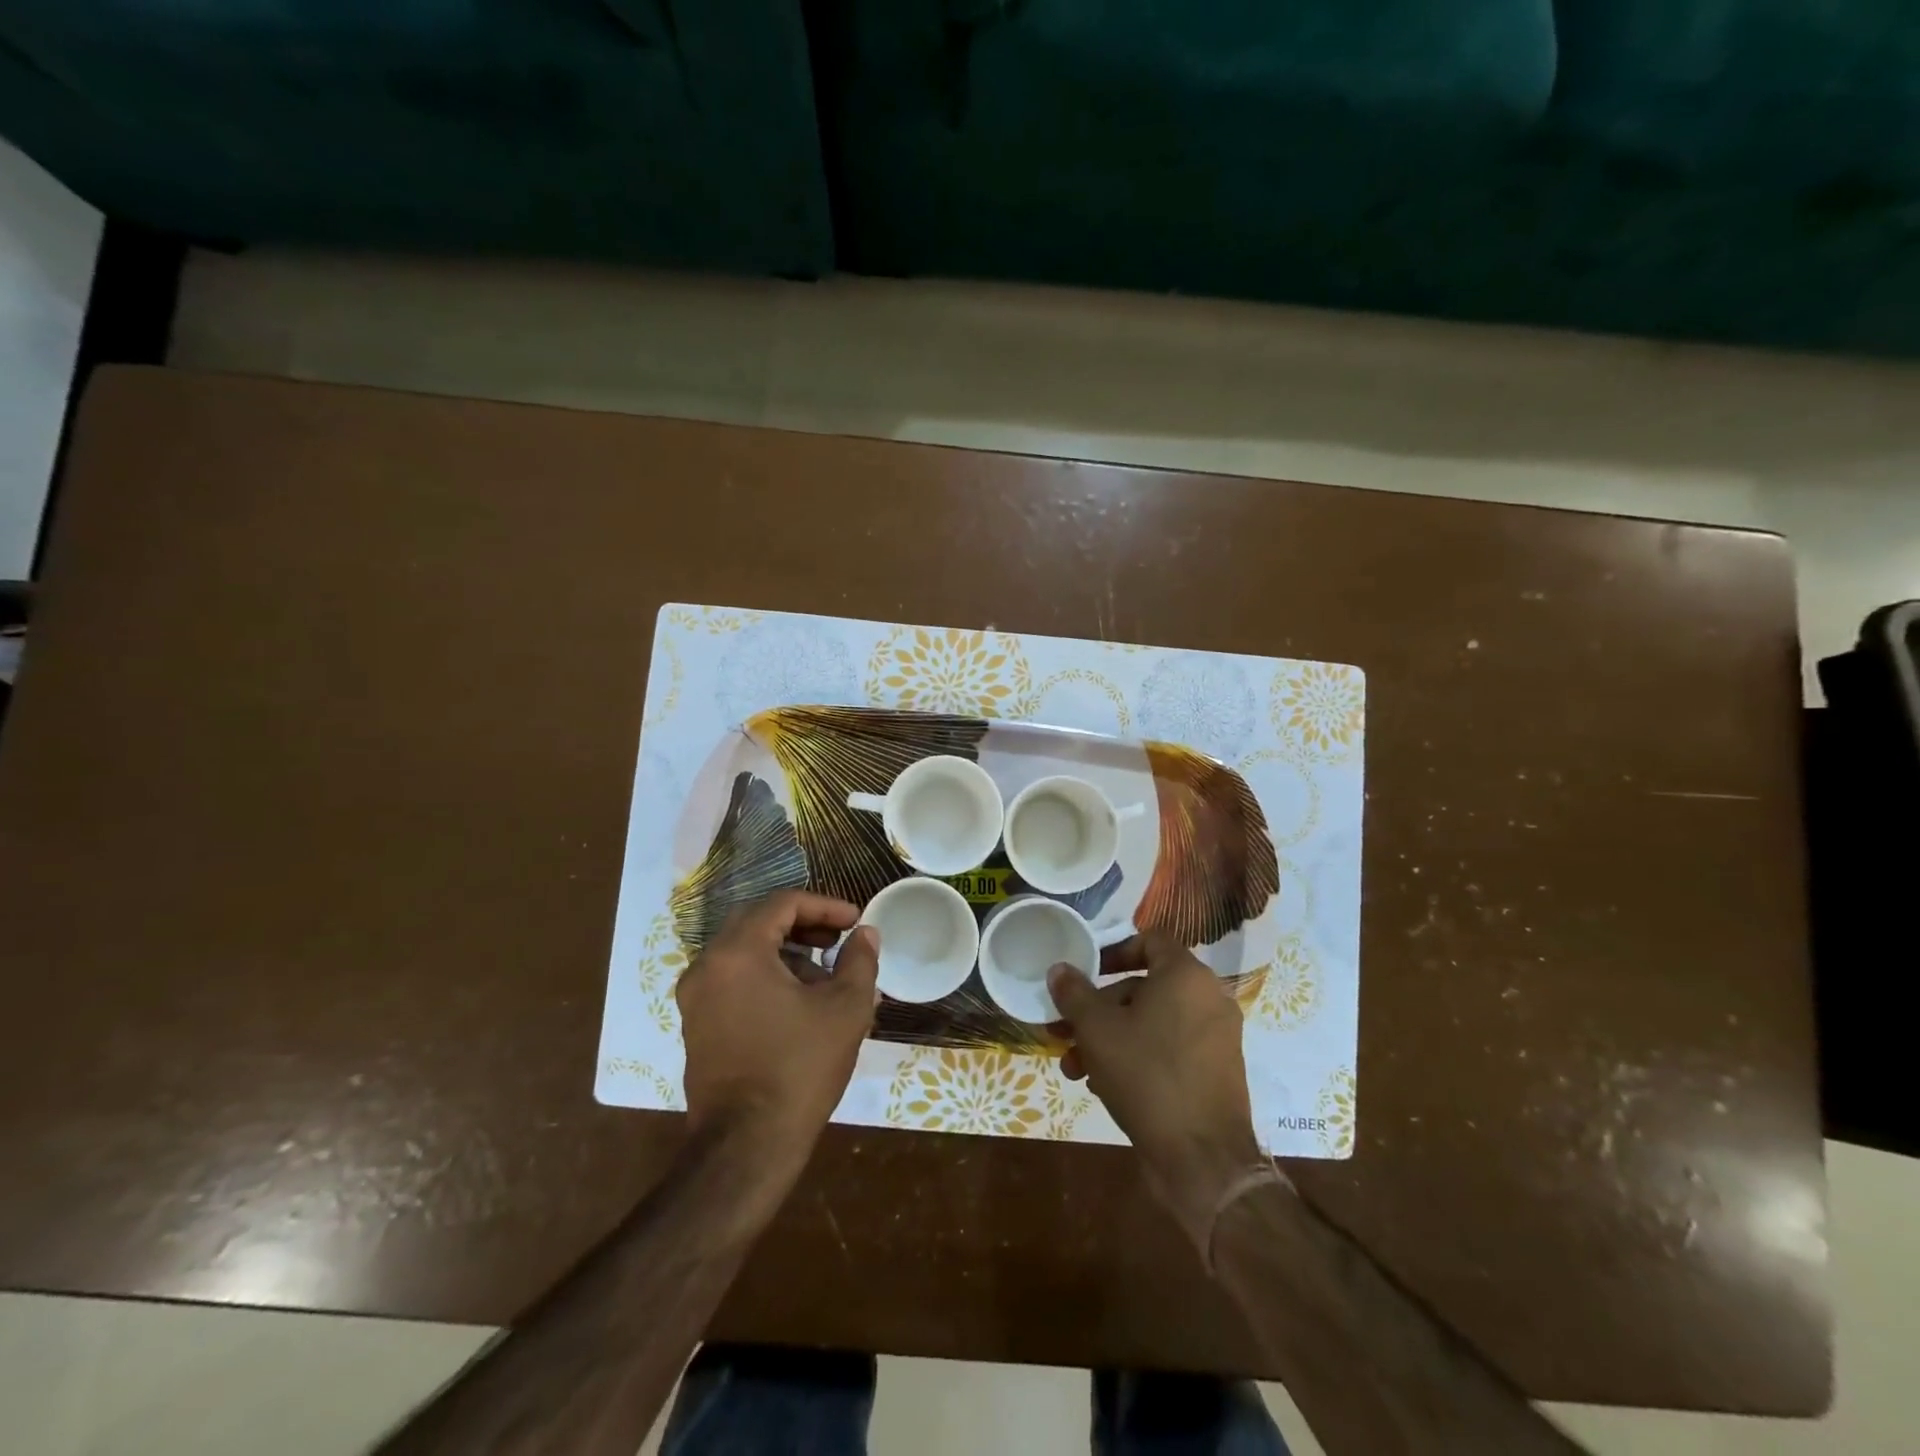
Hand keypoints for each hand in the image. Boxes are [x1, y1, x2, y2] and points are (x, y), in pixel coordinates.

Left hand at [677, 890, 880, 1152]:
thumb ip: (859, 960)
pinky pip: (733, 979)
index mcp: (738, 952)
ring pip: (745, 951)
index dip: (825, 905)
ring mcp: (696, 997)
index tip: (856, 920)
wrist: (747, 1146)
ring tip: (826, 975)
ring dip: (787, 951)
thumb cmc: (800, 1068)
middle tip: (839, 938)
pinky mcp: (696, 1024)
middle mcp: (707, 965)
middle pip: (758, 921)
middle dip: (804, 924)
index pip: (782, 904)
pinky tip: (799, 1002)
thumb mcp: (846, 1008)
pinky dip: (766, 975)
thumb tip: (865, 934)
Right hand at [1048, 932, 1264, 1250]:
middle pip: (1144, 987)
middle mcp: (1208, 998)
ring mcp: (1216, 1038)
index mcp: (1186, 976)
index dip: (1113, 951)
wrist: (1203, 1160)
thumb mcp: (1097, 1029)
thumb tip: (1059, 969)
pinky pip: (1169, 1048)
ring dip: (1110, 1038)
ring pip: (1152, 1022)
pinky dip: (1137, 1056)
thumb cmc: (1146, 1075)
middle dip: (1098, 1009)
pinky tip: (1103, 1084)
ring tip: (1074, 1066)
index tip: (1085, 972)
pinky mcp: (1216, 1072)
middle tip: (1064, 1030)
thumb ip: (1074, 993)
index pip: (1150, 940)